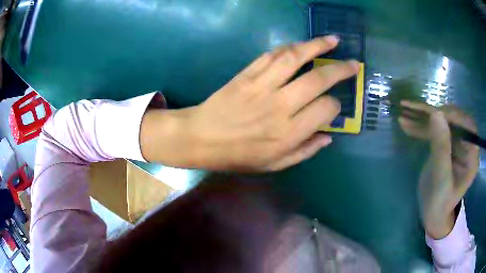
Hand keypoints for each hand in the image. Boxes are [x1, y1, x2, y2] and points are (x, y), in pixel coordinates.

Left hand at [141, 36, 359, 170]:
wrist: (201, 138)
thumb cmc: (238, 155)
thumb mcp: (275, 165)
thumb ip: (305, 151)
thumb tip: (329, 136)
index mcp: (289, 133)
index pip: (326, 109)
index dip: (335, 105)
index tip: (334, 104)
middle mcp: (280, 106)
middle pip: (318, 79)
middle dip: (340, 69)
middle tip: (353, 63)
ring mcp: (262, 86)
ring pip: (296, 58)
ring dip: (317, 46)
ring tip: (333, 40)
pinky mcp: (247, 74)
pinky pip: (272, 55)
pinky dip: (290, 48)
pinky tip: (301, 45)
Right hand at [399, 101, 478, 238]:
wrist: (431, 214)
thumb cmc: (439, 203)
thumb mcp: (441, 178)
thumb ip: (441, 147)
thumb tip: (436, 113)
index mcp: (471, 155)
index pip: (467, 126)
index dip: (453, 116)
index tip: (434, 114)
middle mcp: (465, 145)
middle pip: (453, 120)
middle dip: (434, 113)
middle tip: (414, 109)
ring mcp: (455, 144)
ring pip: (442, 122)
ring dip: (423, 117)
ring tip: (404, 110)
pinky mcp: (445, 144)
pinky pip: (434, 131)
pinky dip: (420, 126)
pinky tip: (406, 122)